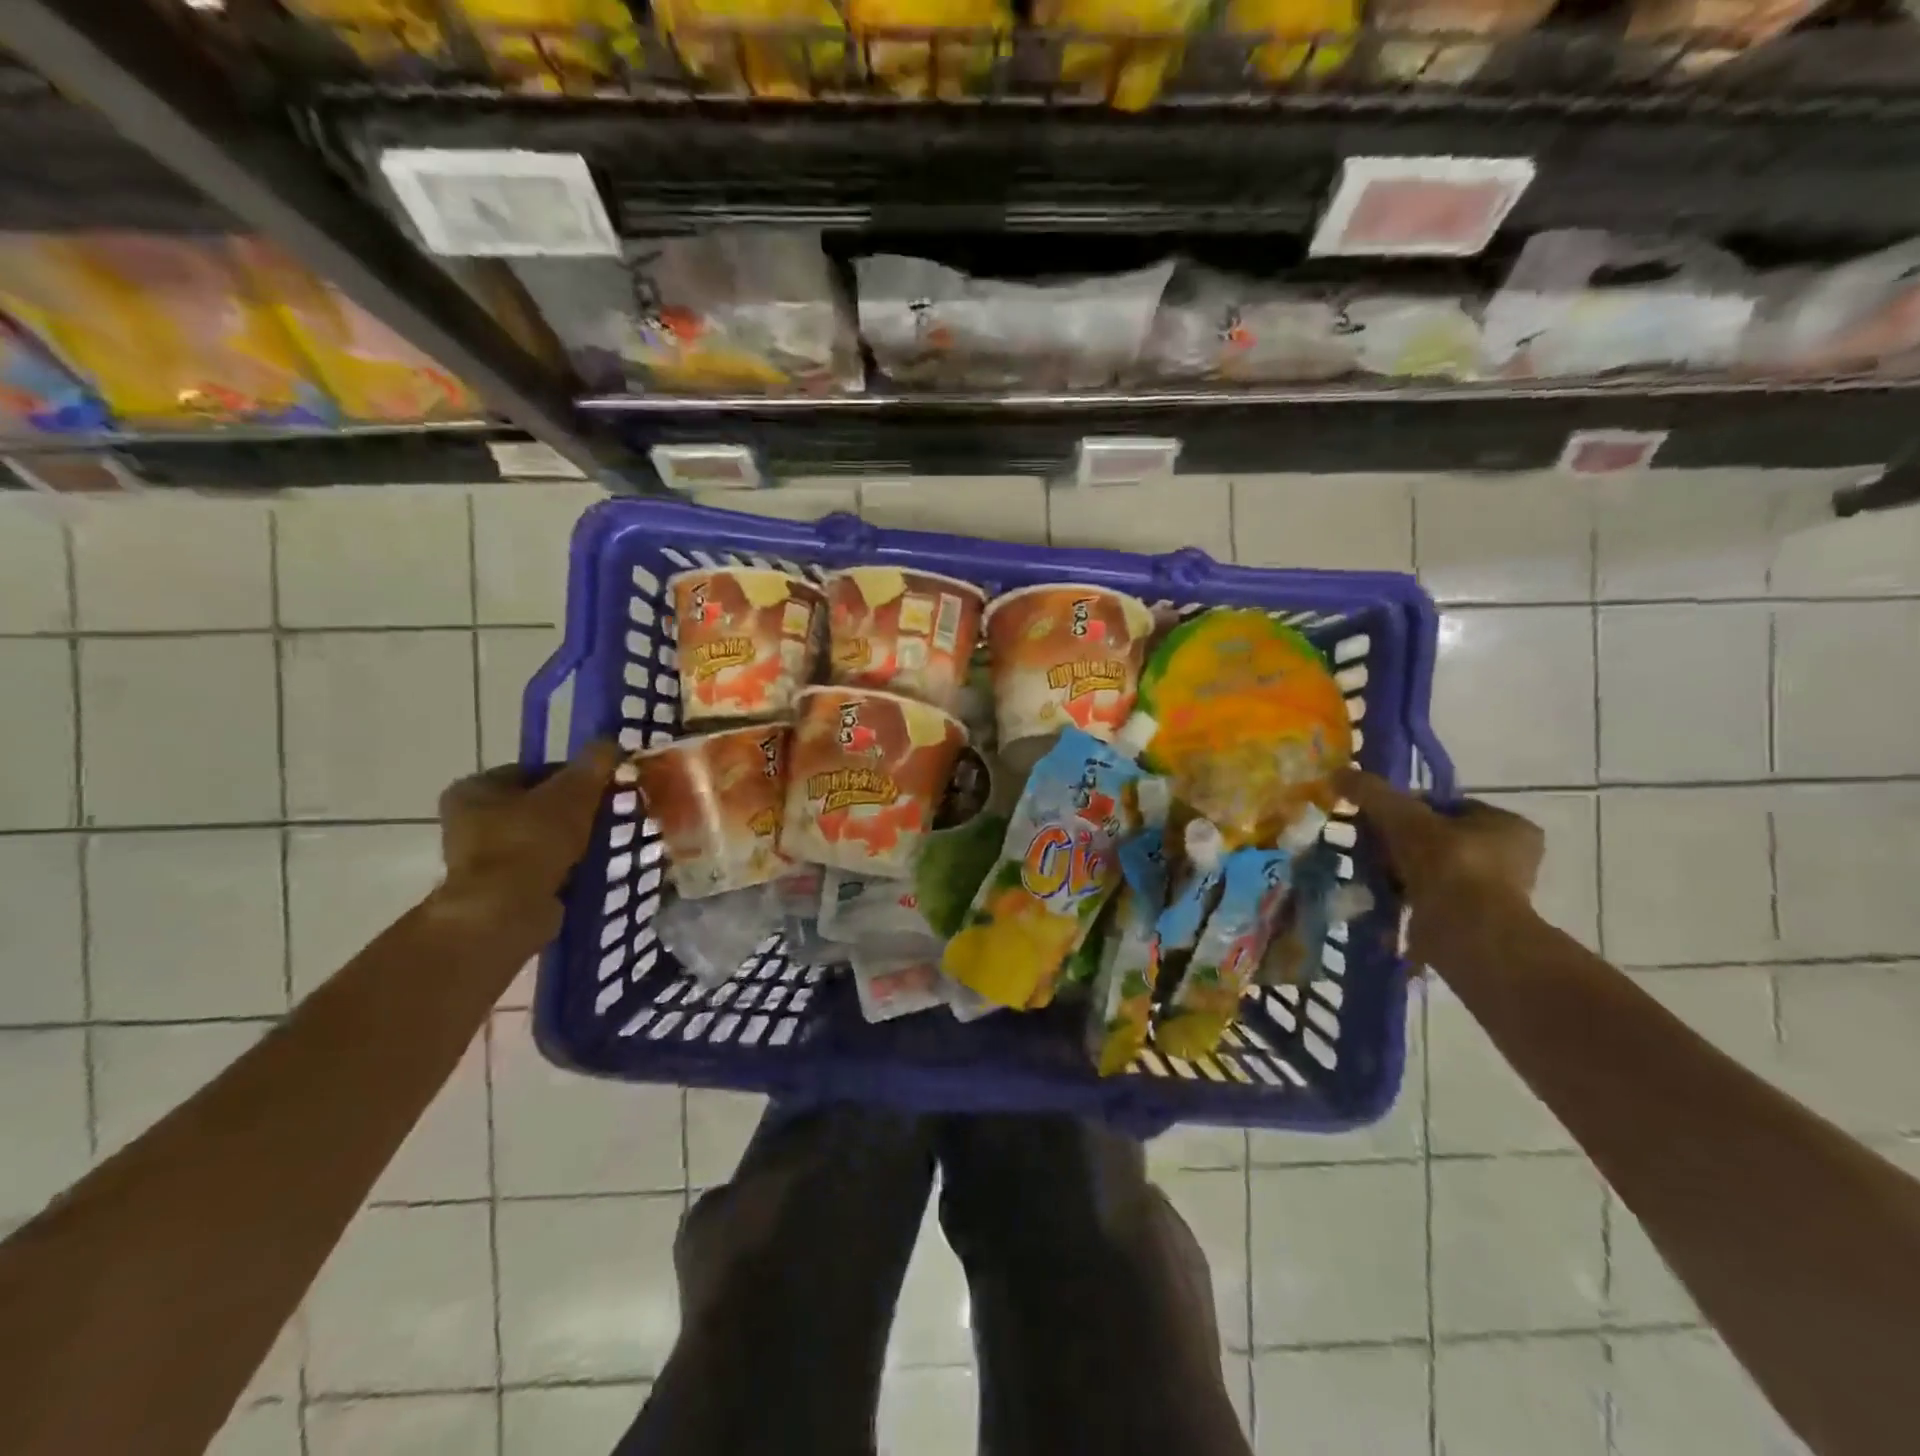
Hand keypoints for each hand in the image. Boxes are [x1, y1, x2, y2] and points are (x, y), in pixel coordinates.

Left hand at [434, 741, 620, 943]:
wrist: (505, 912)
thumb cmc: (531, 841)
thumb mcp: (572, 793)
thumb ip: (593, 764)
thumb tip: (611, 742)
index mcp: (475, 788)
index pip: (536, 770)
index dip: (575, 775)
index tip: (606, 786)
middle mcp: (469, 820)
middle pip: (539, 805)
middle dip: (576, 810)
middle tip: (611, 813)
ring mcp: (483, 857)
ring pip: (543, 837)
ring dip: (574, 839)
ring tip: (608, 841)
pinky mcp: (500, 887)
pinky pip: (543, 866)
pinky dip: (566, 866)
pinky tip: (592, 866)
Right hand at [1334, 768, 1544, 957]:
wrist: (1465, 932)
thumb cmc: (1447, 864)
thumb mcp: (1403, 817)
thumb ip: (1372, 793)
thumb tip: (1338, 773)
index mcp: (1509, 825)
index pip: (1448, 806)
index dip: (1409, 808)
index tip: (1376, 817)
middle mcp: (1509, 858)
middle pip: (1437, 838)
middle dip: (1399, 842)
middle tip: (1367, 845)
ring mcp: (1492, 893)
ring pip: (1430, 870)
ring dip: (1398, 871)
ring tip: (1366, 872)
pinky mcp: (1472, 922)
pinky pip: (1427, 898)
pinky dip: (1403, 896)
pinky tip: (1377, 896)